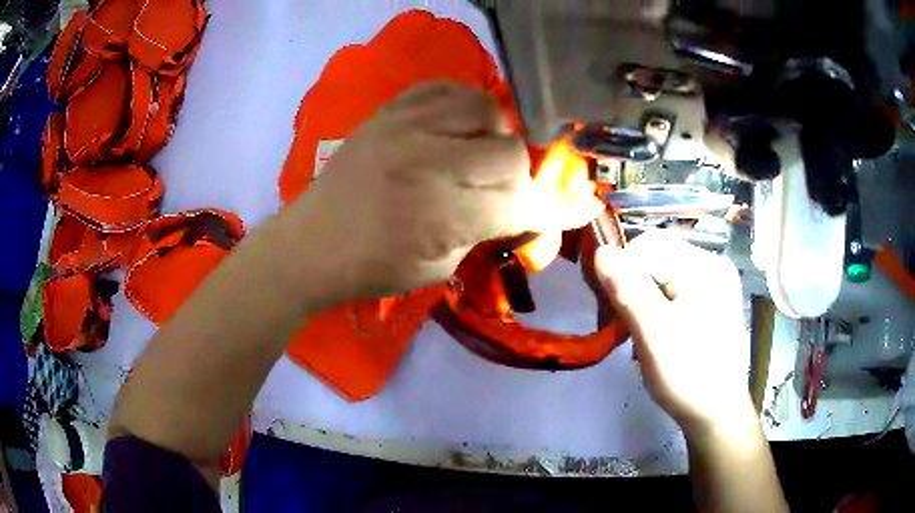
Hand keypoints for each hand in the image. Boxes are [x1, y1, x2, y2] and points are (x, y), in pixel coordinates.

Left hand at [289, 82, 602, 301]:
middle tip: (502, 192)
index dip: (553, 210)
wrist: (311, 244)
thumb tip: (527, 210)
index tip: (576, 209)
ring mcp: (405, 127)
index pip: (522, 203)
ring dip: (493, 134)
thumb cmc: (374, 268)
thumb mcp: (440, 267)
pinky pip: (443, 87)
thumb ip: (487, 231)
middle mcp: (429, 160)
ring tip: (478, 153)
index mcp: (443, 213)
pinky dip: (461, 104)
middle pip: (510, 151)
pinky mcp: (388, 112)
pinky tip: (456, 124)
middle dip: (518, 178)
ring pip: (484, 107)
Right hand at [595, 231, 754, 434]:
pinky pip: (674, 285)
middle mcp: (714, 264)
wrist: (716, 412)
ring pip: (662, 271)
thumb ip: (629, 292)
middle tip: (625, 325)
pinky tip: (658, 329)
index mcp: (705, 267)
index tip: (610, 308)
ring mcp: (715, 280)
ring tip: (641, 331)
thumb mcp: (654, 337)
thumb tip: (601, 251)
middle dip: (633, 286)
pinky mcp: (711, 297)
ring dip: (643, 297)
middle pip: (657, 256)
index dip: (621, 270)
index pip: (649, 245)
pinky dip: (657, 303)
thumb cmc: (688, 377)